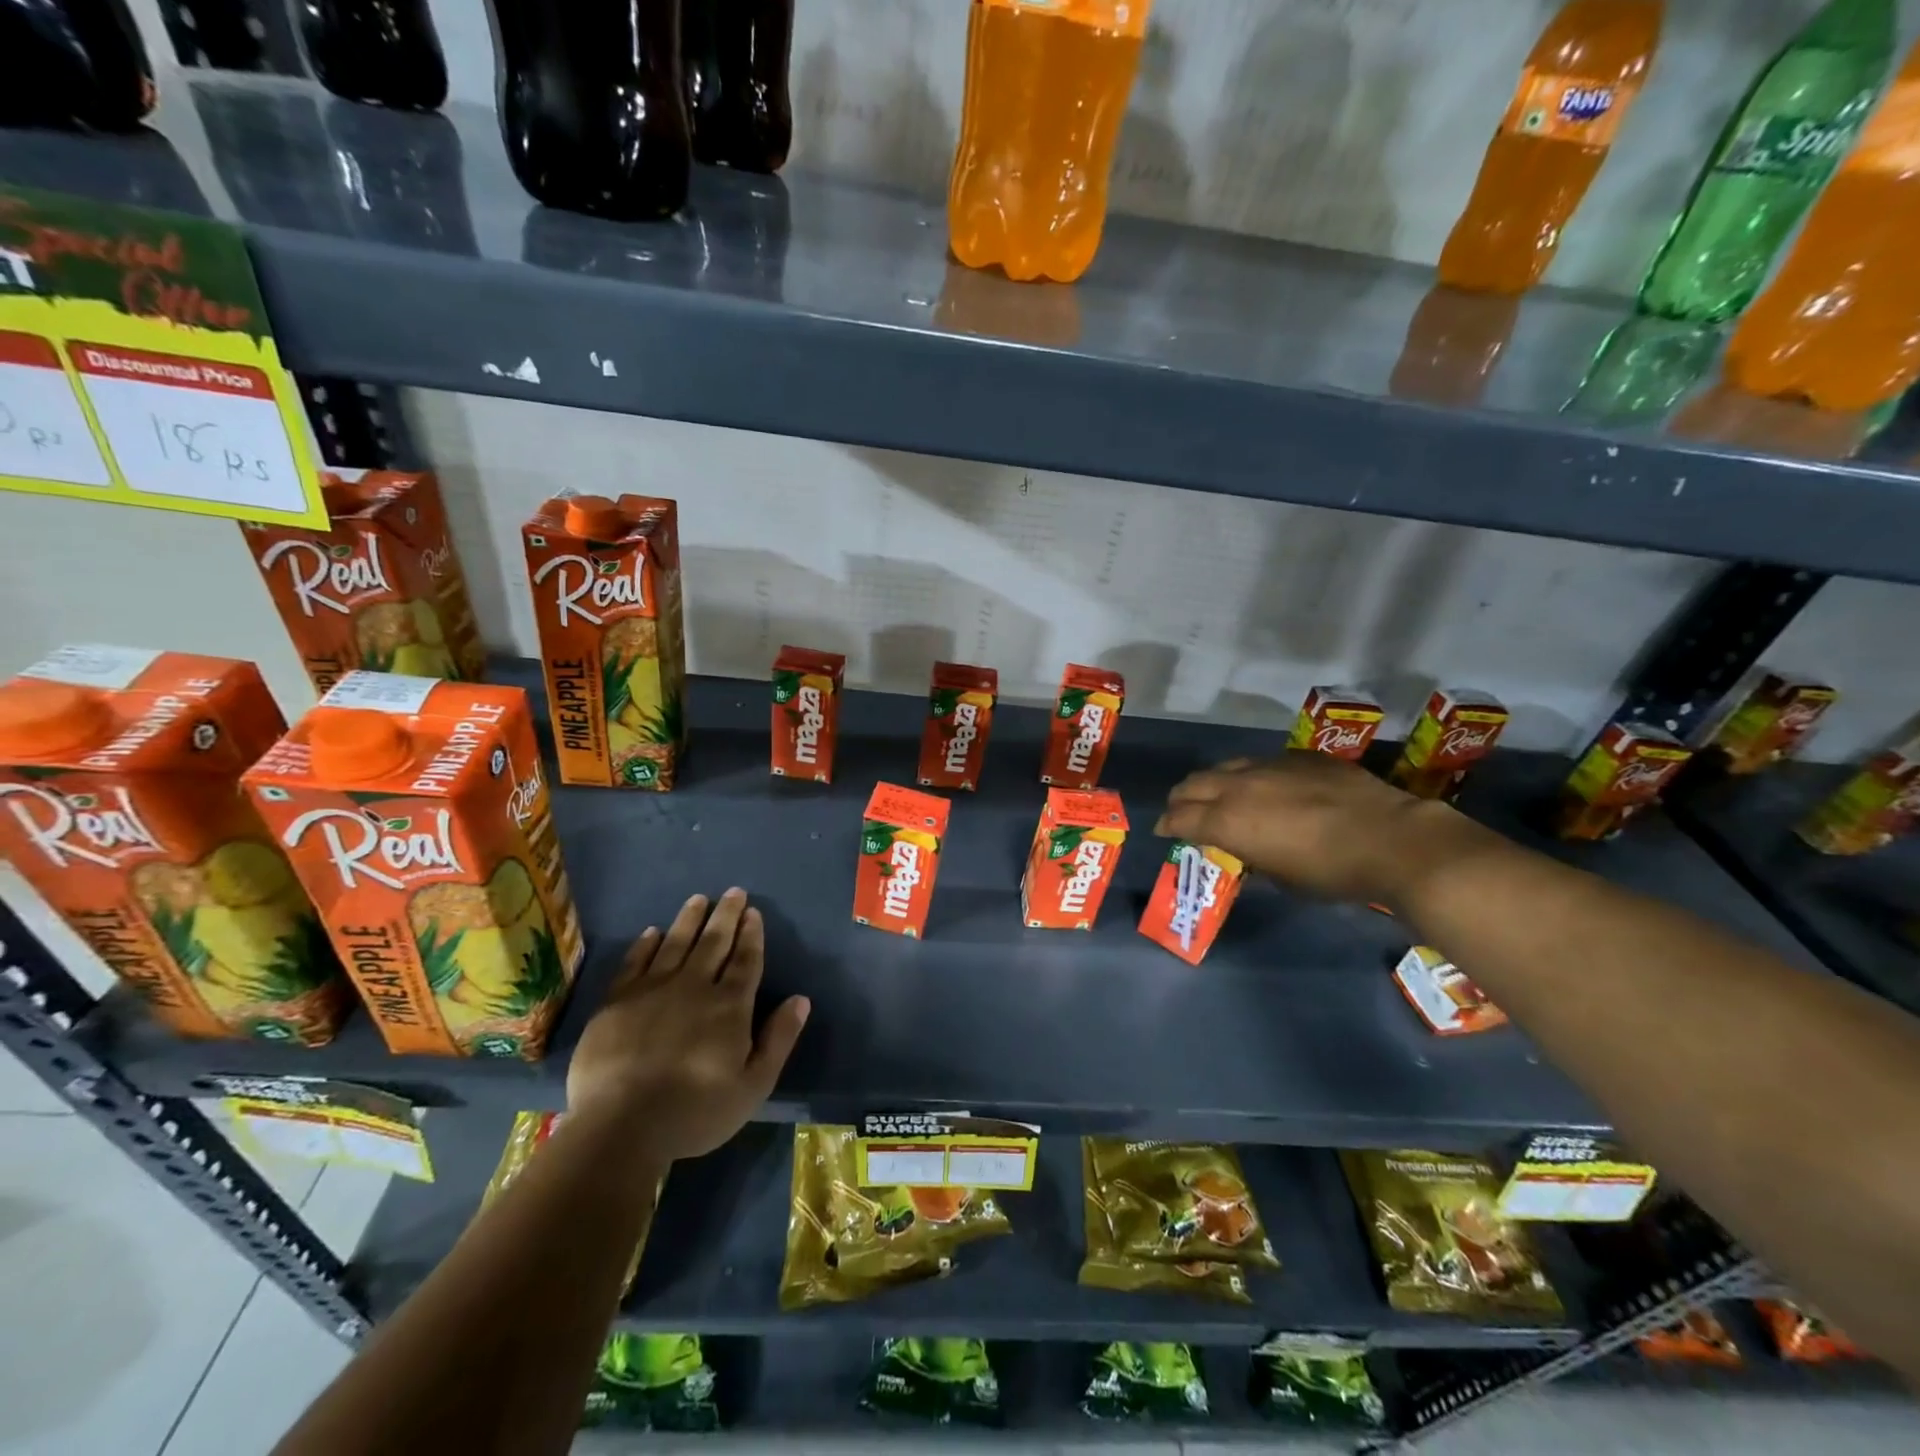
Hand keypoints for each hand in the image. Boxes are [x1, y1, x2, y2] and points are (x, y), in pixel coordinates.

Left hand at [567, 888, 809, 1162]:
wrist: (621, 1126)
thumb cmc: (695, 1111)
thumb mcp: (753, 1085)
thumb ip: (778, 1039)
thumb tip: (801, 999)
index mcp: (730, 1005)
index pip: (746, 960)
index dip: (751, 935)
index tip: (754, 912)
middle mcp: (695, 986)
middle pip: (714, 942)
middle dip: (727, 915)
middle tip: (734, 892)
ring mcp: (653, 990)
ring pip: (676, 943)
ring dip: (689, 919)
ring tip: (699, 899)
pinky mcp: (617, 1001)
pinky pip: (635, 962)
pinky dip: (646, 944)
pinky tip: (652, 932)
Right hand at [1154, 753, 1481, 903]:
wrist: (1392, 840)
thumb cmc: (1331, 872)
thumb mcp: (1280, 876)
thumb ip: (1250, 855)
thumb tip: (1240, 848)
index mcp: (1228, 821)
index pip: (1179, 817)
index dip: (1166, 825)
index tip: (1164, 830)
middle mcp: (1239, 786)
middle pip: (1193, 784)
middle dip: (1182, 799)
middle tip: (1184, 812)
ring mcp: (1270, 765)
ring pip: (1226, 767)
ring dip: (1215, 783)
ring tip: (1222, 796)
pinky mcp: (1300, 757)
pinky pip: (1264, 762)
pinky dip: (1254, 776)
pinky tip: (1270, 788)